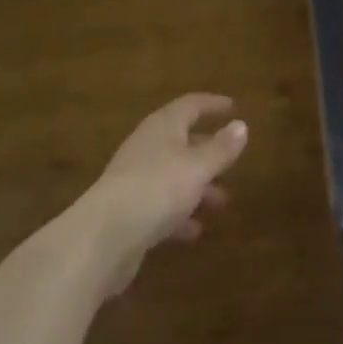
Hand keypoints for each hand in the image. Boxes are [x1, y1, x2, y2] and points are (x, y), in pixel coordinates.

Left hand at [87, 93, 247, 294]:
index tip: (233, 107)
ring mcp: (134, 180)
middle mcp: (147, 148)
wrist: (101, 239)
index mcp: (162, 128)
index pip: (190, 105)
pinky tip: (194, 231)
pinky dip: (180, 214)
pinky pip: (161, 206)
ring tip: (222, 203)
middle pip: (181, 141)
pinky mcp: (128, 212)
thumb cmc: (157, 190)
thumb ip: (221, 148)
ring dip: (198, 187)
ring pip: (173, 176)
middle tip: (232, 161)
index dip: (212, 105)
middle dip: (208, 152)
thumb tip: (241, 125)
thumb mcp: (198, 167)